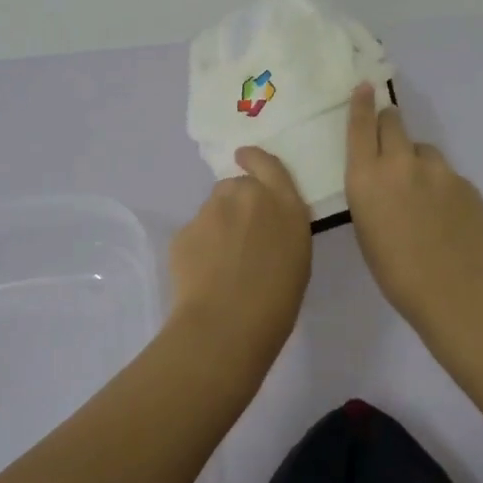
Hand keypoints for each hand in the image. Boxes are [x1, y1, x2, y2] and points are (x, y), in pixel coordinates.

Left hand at [166, 146, 312, 376]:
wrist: (226, 325)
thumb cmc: (277, 302)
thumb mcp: (297, 258)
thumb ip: (282, 228)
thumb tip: (266, 225)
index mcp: (285, 205)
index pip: (269, 165)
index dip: (255, 158)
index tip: (244, 157)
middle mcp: (248, 197)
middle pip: (237, 186)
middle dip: (237, 202)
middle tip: (240, 236)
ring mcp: (213, 210)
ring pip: (213, 207)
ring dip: (218, 223)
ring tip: (221, 261)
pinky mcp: (185, 230)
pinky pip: (195, 232)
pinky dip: (199, 246)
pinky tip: (204, 274)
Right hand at [345, 85, 482, 334]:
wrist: (457, 292)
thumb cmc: (396, 273)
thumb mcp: (365, 229)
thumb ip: (371, 193)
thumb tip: (383, 180)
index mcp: (366, 178)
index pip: (361, 126)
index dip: (362, 103)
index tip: (366, 86)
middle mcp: (400, 163)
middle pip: (394, 122)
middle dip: (389, 125)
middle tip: (390, 142)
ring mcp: (438, 170)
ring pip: (423, 149)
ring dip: (417, 161)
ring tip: (421, 197)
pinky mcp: (465, 182)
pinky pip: (446, 175)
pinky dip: (441, 187)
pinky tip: (445, 218)